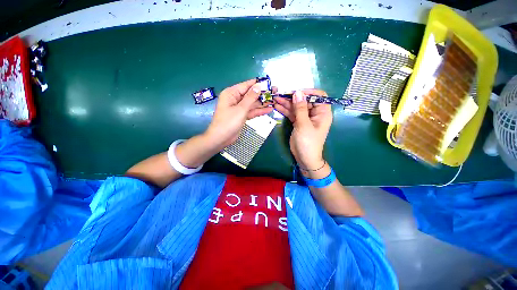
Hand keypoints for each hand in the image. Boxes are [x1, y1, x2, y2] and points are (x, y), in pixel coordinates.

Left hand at [205, 79, 273, 148]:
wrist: (221, 138)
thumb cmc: (228, 122)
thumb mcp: (241, 109)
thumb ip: (251, 97)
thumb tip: (258, 86)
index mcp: (232, 93)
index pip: (247, 85)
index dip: (259, 84)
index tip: (270, 83)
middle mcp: (235, 99)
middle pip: (251, 94)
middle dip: (263, 94)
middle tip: (276, 92)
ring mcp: (239, 108)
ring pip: (253, 104)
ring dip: (263, 103)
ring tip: (275, 100)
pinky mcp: (242, 116)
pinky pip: (252, 111)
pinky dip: (259, 111)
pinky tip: (269, 109)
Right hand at [273, 90, 332, 169]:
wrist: (304, 158)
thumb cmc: (308, 142)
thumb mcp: (304, 124)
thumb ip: (300, 108)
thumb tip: (297, 92)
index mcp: (322, 112)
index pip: (318, 96)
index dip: (308, 92)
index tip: (296, 93)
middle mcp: (315, 113)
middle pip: (304, 101)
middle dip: (293, 98)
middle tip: (280, 95)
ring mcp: (305, 118)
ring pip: (296, 107)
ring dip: (286, 103)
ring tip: (275, 99)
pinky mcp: (298, 122)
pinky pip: (292, 113)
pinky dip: (285, 110)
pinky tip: (277, 106)